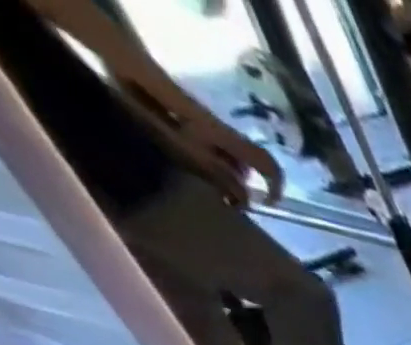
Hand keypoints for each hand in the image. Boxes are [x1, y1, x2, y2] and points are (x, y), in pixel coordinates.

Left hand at [113, 64, 283, 206]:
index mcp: (234, 144)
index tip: (266, 203)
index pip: (271, 168)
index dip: (276, 188)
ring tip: (208, 183)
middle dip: (245, 185)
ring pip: (234, 160)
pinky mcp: (198, 124)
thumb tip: (247, 198)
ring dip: (228, 175)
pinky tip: (196, 165)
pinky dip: (214, 163)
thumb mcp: (193, 151)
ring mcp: (214, 130)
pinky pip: (218, 150)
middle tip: (228, 198)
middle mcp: (230, 138)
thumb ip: (222, 176)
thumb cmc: (163, 113)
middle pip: (252, 167)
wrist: (134, 74)